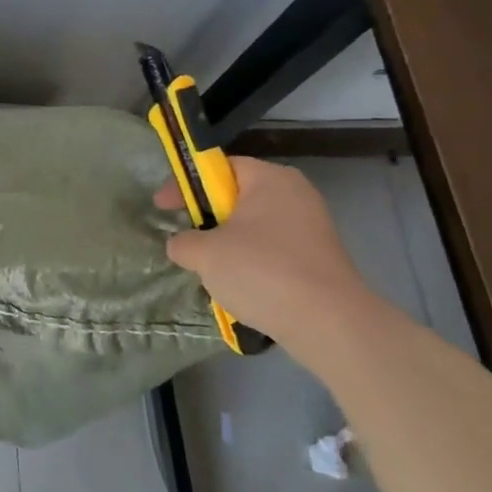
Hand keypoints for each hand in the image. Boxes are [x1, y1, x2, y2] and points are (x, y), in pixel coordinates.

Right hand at [156, 156, 381, 348]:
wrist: (329, 324)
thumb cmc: (262, 271)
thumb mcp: (205, 254)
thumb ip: (183, 242)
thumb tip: (181, 244)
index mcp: (270, 179)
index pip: (219, 168)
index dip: (186, 185)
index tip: (162, 208)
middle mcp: (296, 194)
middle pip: (238, 196)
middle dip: (207, 217)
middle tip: (185, 236)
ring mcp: (312, 227)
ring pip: (254, 227)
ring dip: (227, 244)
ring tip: (209, 268)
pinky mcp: (319, 259)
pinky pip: (273, 251)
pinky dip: (251, 263)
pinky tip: (239, 287)